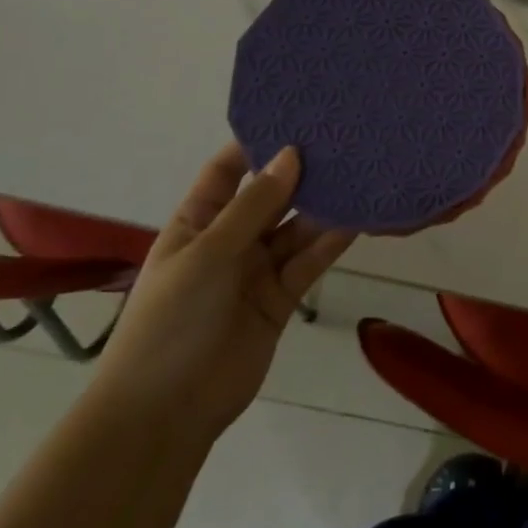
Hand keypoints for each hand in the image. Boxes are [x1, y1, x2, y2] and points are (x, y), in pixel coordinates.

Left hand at [87, 143, 352, 445]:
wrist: (167, 411)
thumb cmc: (173, 320)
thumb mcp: (209, 253)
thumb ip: (254, 205)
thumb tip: (291, 154)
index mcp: (197, 222)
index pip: (227, 170)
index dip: (256, 144)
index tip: (296, 116)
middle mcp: (229, 240)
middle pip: (270, 196)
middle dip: (301, 172)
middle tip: (343, 140)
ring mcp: (257, 269)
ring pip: (297, 228)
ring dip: (323, 206)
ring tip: (361, 173)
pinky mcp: (282, 297)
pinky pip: (309, 261)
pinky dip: (332, 242)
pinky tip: (359, 219)